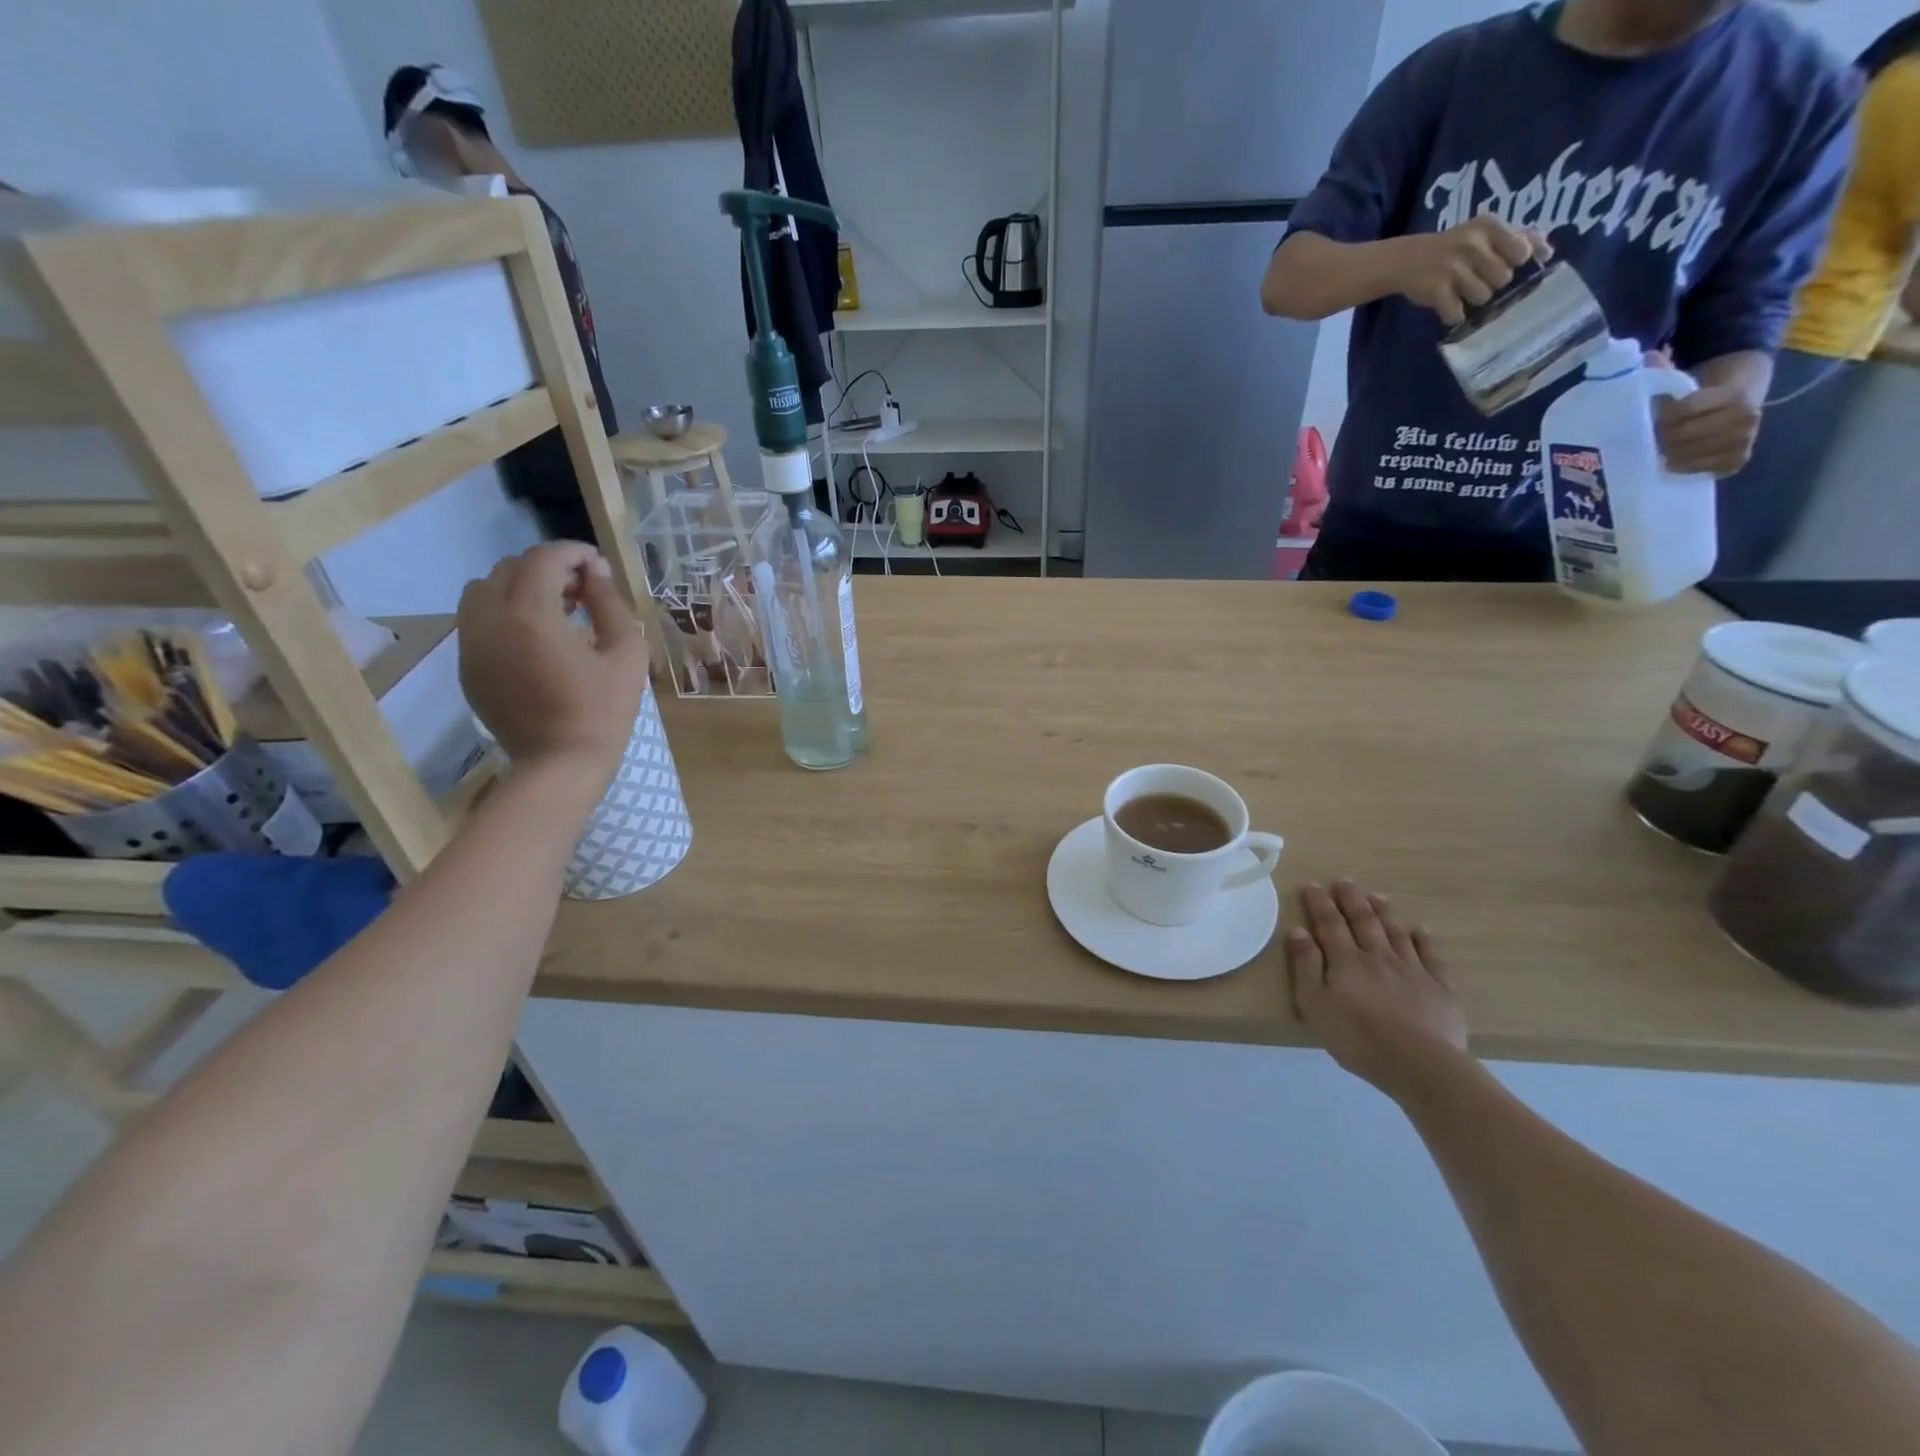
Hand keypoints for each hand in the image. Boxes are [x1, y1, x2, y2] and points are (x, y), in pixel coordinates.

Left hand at [457, 543, 649, 774]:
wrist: (559, 764)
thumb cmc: (603, 710)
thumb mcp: (626, 654)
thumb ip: (610, 604)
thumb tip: (595, 573)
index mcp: (532, 615)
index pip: (545, 559)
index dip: (574, 553)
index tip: (598, 566)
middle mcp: (491, 620)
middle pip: (510, 568)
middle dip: (547, 569)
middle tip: (582, 591)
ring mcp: (472, 644)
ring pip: (483, 590)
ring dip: (519, 588)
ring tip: (554, 611)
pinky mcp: (467, 666)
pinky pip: (477, 621)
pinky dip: (504, 614)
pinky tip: (535, 639)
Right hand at [1286, 880, 1471, 1105]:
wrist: (1421, 1064)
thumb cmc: (1358, 1038)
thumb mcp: (1315, 1004)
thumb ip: (1305, 966)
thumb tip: (1297, 930)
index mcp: (1346, 961)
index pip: (1329, 924)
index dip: (1319, 903)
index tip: (1312, 884)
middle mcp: (1378, 957)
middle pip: (1363, 922)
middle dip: (1352, 899)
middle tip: (1345, 880)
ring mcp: (1412, 970)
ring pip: (1395, 933)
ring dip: (1384, 912)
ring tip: (1376, 895)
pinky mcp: (1439, 988)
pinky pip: (1430, 956)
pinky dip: (1423, 940)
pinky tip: (1419, 930)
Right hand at [1395, 216, 1551, 327]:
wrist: (1407, 259)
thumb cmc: (1453, 247)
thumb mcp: (1484, 234)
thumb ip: (1516, 238)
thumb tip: (1547, 252)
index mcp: (1489, 226)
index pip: (1521, 252)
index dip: (1514, 264)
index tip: (1503, 265)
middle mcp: (1473, 244)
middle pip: (1503, 278)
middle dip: (1492, 285)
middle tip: (1477, 281)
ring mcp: (1452, 268)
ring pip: (1482, 297)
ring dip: (1473, 301)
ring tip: (1462, 294)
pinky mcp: (1435, 290)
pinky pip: (1456, 313)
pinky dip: (1453, 315)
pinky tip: (1448, 307)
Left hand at [1653, 382, 1762, 477]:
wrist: (1741, 397)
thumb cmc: (1702, 393)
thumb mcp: (1686, 380)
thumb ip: (1666, 371)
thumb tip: (1647, 357)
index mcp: (1732, 394)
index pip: (1683, 410)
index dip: (1660, 417)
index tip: (1648, 420)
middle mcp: (1746, 417)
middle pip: (1683, 436)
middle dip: (1660, 438)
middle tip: (1646, 439)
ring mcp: (1746, 440)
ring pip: (1690, 455)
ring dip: (1668, 455)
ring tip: (1657, 450)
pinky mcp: (1739, 460)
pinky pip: (1705, 470)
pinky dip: (1684, 467)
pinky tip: (1673, 461)